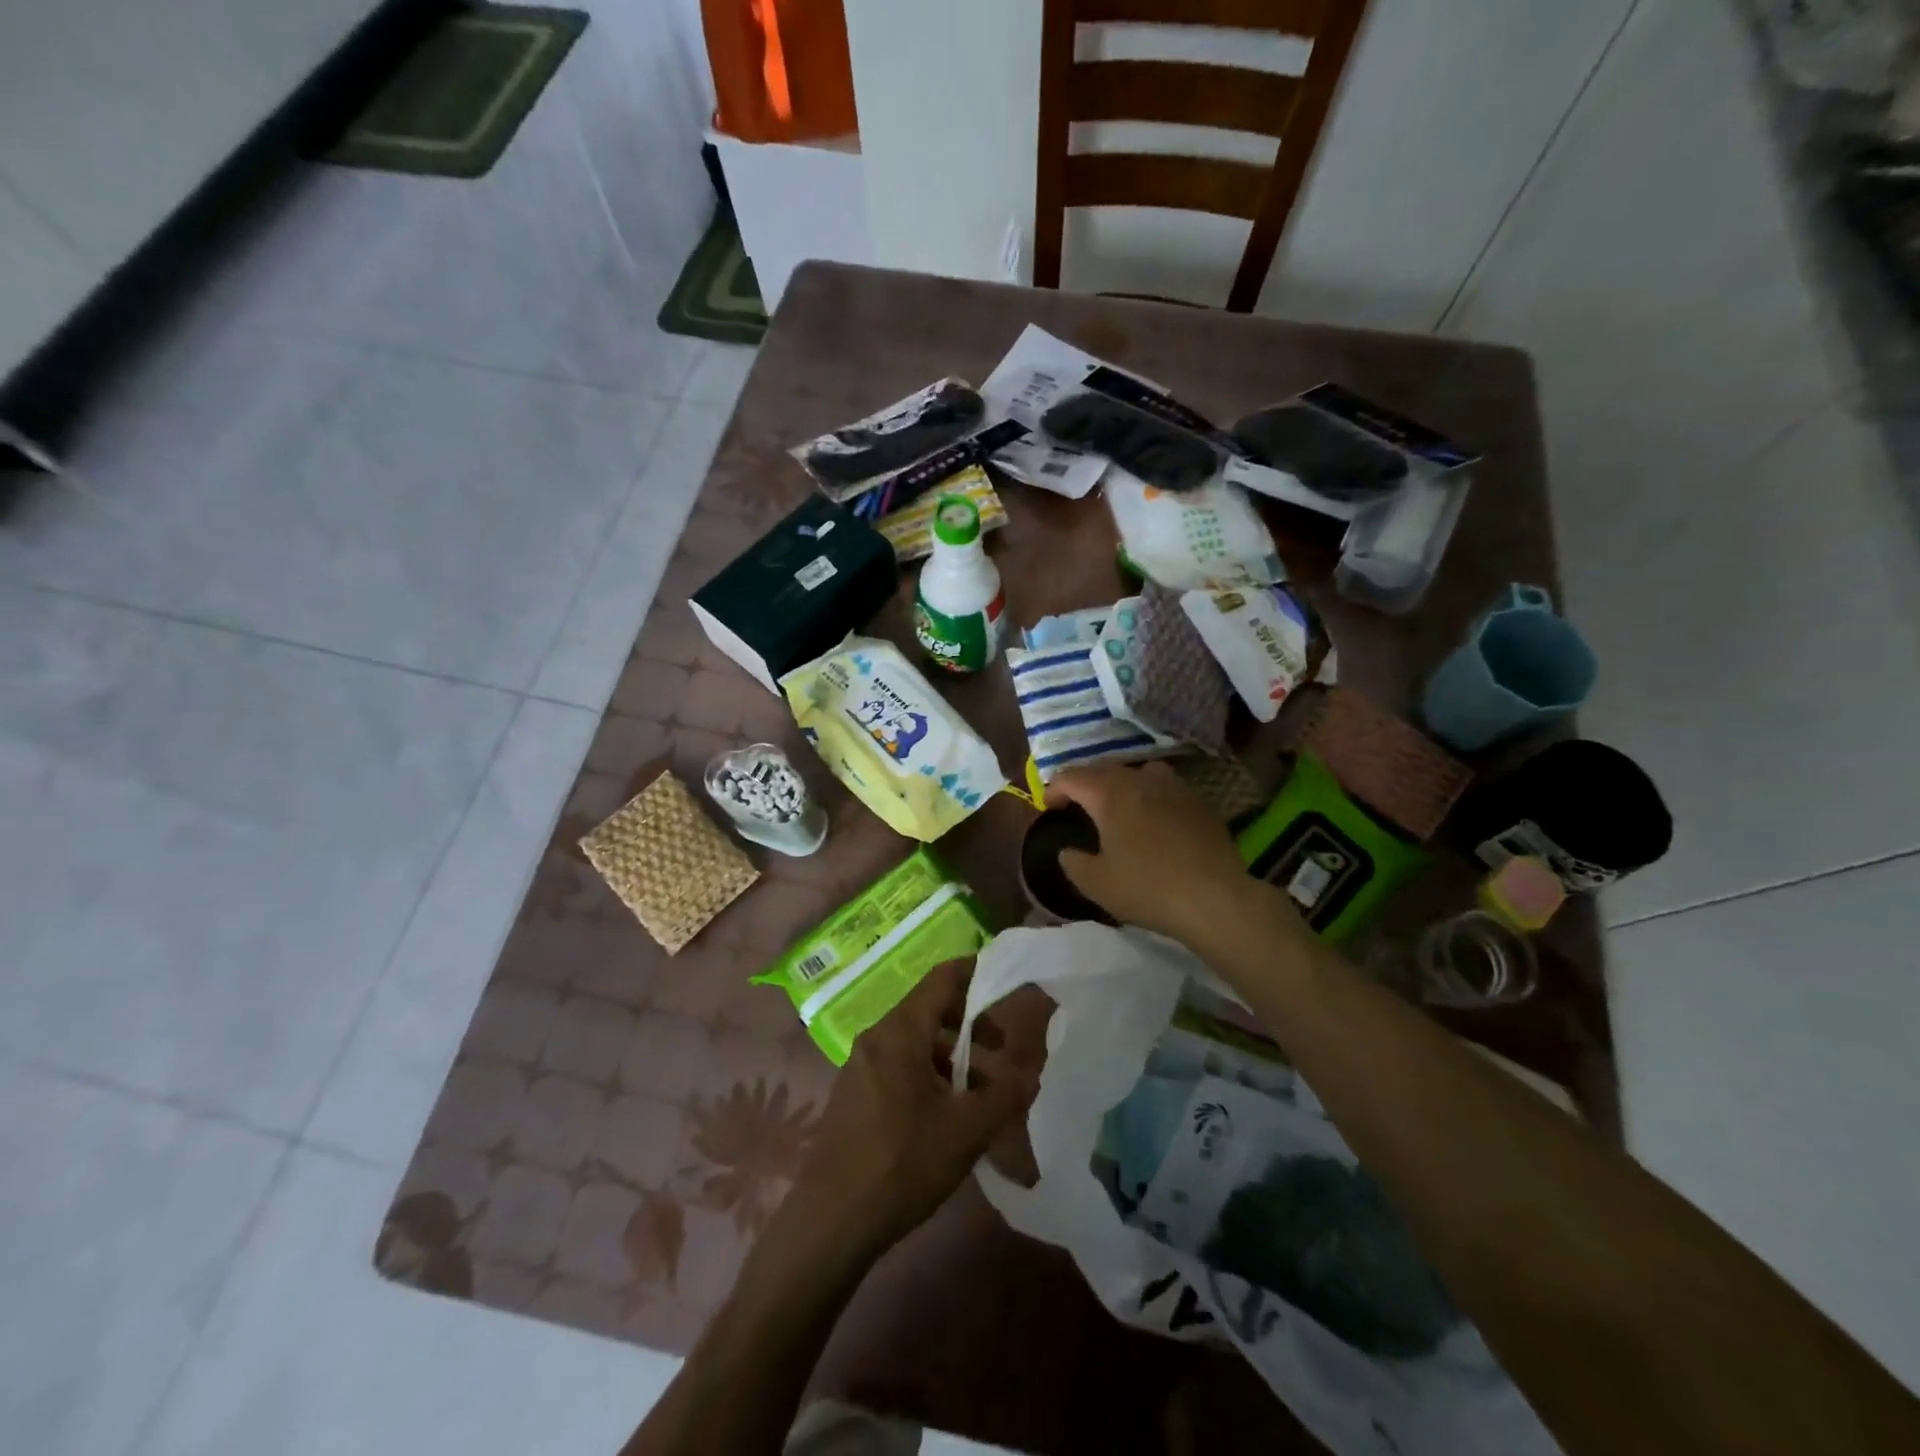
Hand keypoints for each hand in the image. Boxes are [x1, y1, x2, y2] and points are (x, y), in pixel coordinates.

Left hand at [791, 959, 1039, 1255]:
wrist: (832, 1220)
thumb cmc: (902, 1163)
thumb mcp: (967, 1130)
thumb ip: (1005, 1095)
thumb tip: (1031, 1073)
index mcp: (900, 1031)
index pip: (942, 978)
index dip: (975, 973)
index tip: (1005, 982)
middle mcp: (876, 1036)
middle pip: (930, 1009)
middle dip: (969, 1024)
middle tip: (1001, 1048)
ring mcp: (860, 1065)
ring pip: (915, 1042)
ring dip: (951, 1055)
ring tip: (981, 1092)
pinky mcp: (854, 1092)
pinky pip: (898, 1065)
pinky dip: (928, 1073)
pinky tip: (947, 1114)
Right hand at [1047, 761, 1265, 944]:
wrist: (1215, 898)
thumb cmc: (1147, 887)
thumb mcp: (1096, 883)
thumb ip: (1073, 862)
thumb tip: (1067, 850)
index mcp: (1109, 793)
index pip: (1071, 776)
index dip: (1054, 789)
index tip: (1048, 807)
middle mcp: (1139, 778)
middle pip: (1103, 769)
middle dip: (1084, 784)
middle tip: (1075, 804)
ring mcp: (1173, 786)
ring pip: (1136, 772)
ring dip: (1119, 784)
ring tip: (1115, 805)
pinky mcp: (1198, 800)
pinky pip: (1164, 786)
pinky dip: (1149, 794)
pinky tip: (1152, 817)